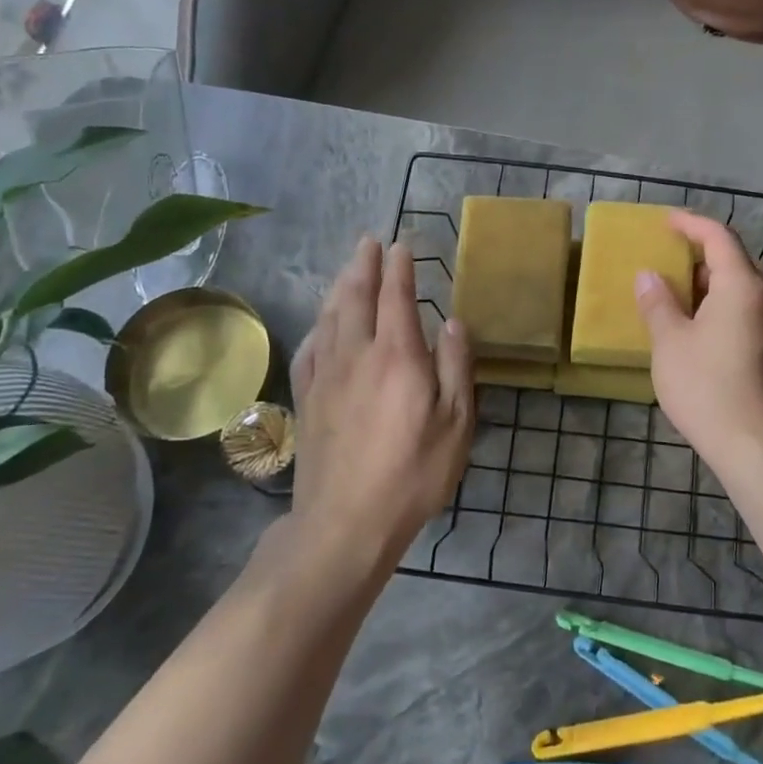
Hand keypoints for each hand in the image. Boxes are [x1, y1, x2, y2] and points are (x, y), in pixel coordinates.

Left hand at [287, 235, 475, 574]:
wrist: (344, 522)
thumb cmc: (412, 474)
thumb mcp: (455, 424)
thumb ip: (456, 367)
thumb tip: (452, 322)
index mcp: (398, 356)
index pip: (397, 297)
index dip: (400, 268)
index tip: (401, 245)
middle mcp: (357, 354)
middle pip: (357, 297)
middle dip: (364, 265)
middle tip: (368, 241)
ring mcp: (326, 375)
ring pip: (330, 317)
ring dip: (339, 286)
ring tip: (347, 268)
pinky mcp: (306, 398)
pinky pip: (309, 348)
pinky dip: (317, 326)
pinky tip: (321, 325)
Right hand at [634, 212, 762, 463]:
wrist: (754, 444)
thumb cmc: (706, 386)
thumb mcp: (670, 341)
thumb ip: (658, 303)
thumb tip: (649, 276)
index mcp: (741, 285)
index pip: (719, 238)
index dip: (691, 225)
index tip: (666, 222)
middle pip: (738, 260)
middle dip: (706, 253)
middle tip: (674, 259)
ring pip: (745, 287)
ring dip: (714, 281)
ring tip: (682, 292)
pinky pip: (747, 309)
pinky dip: (723, 303)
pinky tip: (699, 325)